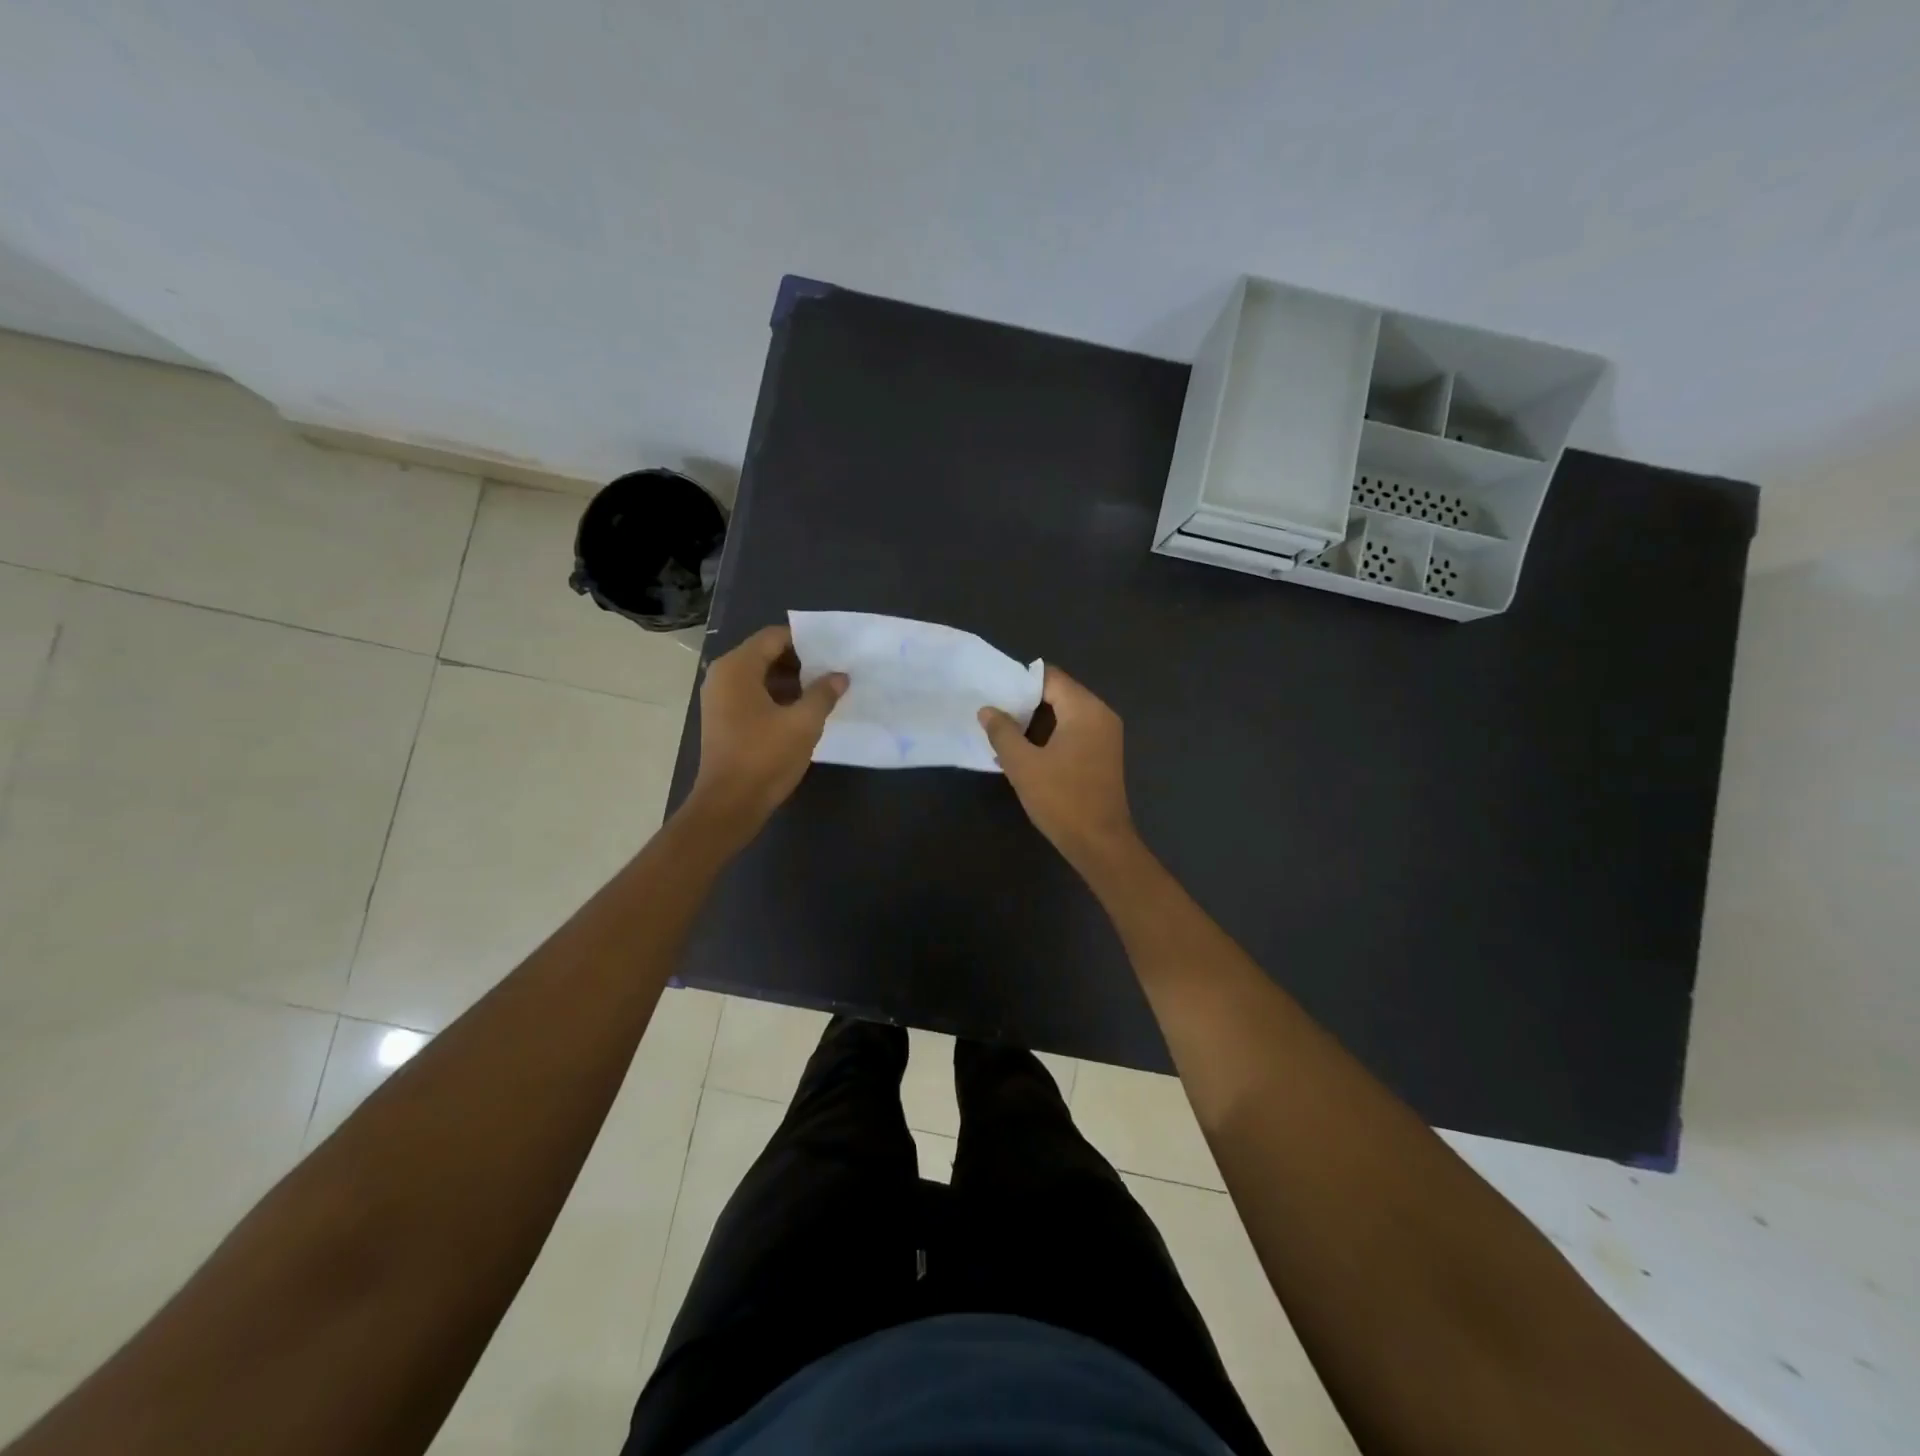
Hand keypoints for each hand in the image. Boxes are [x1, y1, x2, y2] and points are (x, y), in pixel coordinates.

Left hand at [686, 625, 846, 845]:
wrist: (730, 804)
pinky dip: (777, 697)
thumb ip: (823, 694)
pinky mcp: (724, 719)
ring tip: (824, 691)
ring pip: (760, 676)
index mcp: (737, 668)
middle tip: (832, 671)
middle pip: (765, 654)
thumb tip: (839, 676)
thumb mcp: (803, 723)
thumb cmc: (765, 757)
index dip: (805, 641)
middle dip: (800, 661)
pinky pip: (753, 695)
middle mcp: (723, 676)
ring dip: (791, 681)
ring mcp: (720, 699)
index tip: (833, 651)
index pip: (773, 637)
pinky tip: (804, 711)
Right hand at [978, 665, 1138, 869]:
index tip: (993, 694)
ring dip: (1035, 724)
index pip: (1049, 678)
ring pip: (1064, 716)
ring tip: (1002, 736)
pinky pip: (1072, 733)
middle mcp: (1100, 715)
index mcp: (1085, 709)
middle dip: (1024, 704)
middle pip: (1058, 694)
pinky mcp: (1102, 755)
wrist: (1100, 844)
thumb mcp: (1023, 765)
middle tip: (993, 716)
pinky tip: (1024, 754)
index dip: (1019, 682)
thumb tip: (987, 709)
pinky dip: (1049, 738)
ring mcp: (1105, 736)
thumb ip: (1002, 732)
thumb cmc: (1061, 799)